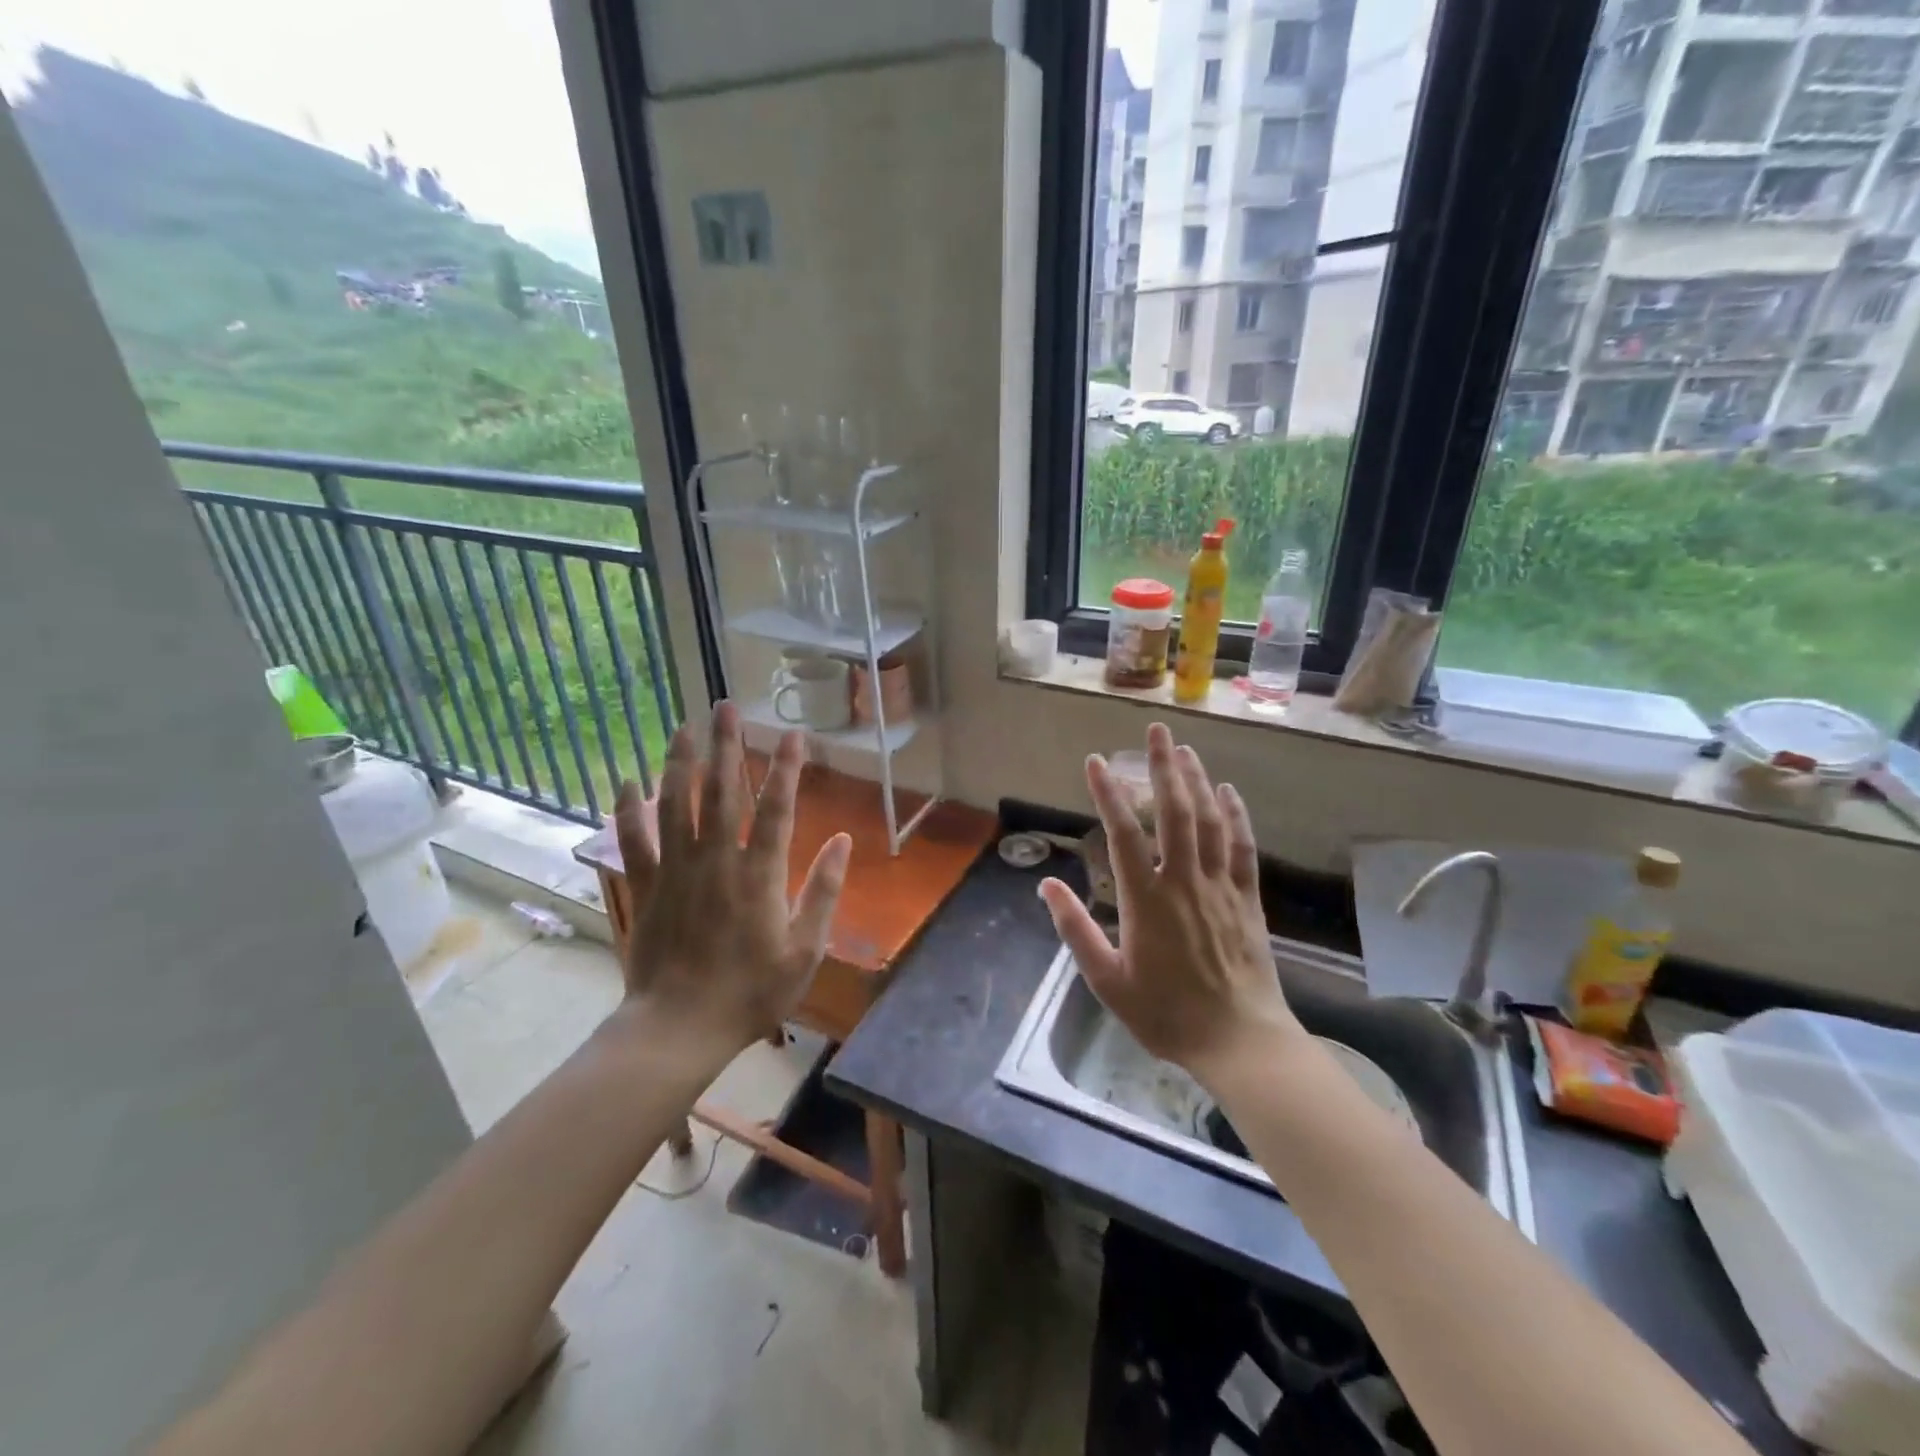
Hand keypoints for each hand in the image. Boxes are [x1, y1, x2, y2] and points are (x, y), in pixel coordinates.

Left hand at [612, 701, 850, 1055]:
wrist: (679, 1028)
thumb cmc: (751, 992)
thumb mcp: (805, 950)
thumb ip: (824, 892)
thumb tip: (842, 841)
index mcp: (760, 875)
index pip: (777, 808)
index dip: (787, 768)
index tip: (793, 734)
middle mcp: (717, 860)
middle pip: (722, 792)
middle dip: (728, 746)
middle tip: (727, 707)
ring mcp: (676, 870)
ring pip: (675, 804)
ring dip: (680, 762)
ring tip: (685, 725)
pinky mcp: (646, 886)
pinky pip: (632, 840)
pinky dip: (627, 809)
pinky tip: (626, 779)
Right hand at [1038, 723, 1299, 1084]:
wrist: (1238, 1041)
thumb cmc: (1165, 1014)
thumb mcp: (1107, 980)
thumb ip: (1075, 929)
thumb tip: (1046, 884)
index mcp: (1145, 900)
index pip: (1123, 834)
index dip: (1108, 794)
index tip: (1096, 761)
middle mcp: (1184, 881)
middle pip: (1174, 812)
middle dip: (1163, 768)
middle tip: (1156, 731)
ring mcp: (1220, 887)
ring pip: (1210, 821)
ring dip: (1197, 781)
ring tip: (1185, 749)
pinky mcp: (1247, 899)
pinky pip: (1243, 847)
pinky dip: (1236, 816)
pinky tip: (1229, 792)